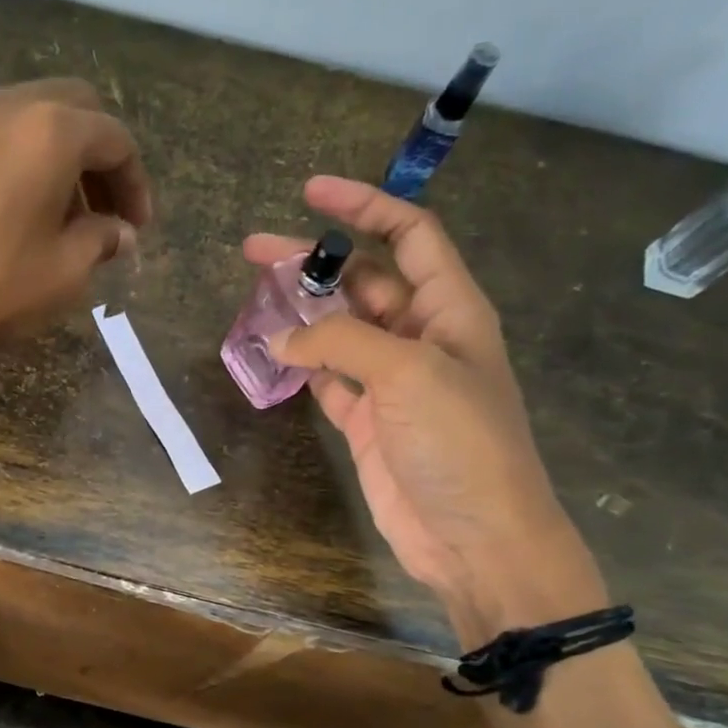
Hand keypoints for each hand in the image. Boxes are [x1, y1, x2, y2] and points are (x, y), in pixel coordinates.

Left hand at [0, 79, 151, 378]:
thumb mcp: (62, 274)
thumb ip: (100, 241)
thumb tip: (119, 232)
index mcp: (48, 130)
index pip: (114, 138)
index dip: (134, 182)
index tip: (136, 227)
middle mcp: (0, 107)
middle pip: (69, 110)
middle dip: (95, 157)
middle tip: (101, 210)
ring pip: (21, 121)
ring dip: (50, 159)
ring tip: (54, 217)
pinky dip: (8, 165)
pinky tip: (3, 215)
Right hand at [250, 177, 603, 641]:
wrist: (475, 535)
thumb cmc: (460, 443)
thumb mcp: (408, 374)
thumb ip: (341, 344)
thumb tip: (281, 338)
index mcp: (450, 309)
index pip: (409, 236)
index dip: (365, 207)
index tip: (311, 192)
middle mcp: (420, 338)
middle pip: (362, 282)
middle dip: (314, 262)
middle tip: (253, 252)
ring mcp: (391, 383)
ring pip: (338, 332)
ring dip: (300, 315)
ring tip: (253, 302)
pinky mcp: (366, 422)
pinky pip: (327, 380)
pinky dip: (300, 368)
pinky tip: (269, 358)